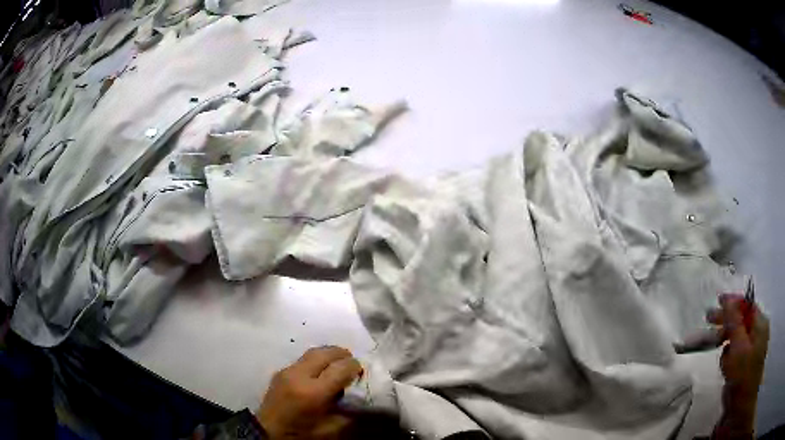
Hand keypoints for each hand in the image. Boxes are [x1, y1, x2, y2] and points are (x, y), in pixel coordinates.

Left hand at [256, 346, 362, 439]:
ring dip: (328, 354)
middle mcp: (299, 376)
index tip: (360, 371)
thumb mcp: (331, 429)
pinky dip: (315, 360)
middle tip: (351, 361)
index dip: (354, 366)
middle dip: (342, 354)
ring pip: (312, 352)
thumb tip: (358, 395)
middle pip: (325, 353)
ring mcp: (287, 371)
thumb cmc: (302, 434)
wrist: (268, 432)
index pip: (340, 368)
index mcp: (314, 392)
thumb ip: (347, 411)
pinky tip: (320, 371)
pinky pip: (302, 359)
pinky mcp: (280, 371)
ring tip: (337, 363)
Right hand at [706, 294, 769, 435]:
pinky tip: (725, 367)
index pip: (746, 304)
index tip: (717, 301)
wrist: (743, 403)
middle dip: (726, 321)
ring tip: (718, 351)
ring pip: (737, 338)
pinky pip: (736, 352)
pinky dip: (729, 357)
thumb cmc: (744, 373)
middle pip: (741, 320)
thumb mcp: (738, 347)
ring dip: (727, 343)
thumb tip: (727, 300)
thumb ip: (733, 322)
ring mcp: (752, 347)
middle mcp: (757, 331)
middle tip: (708, 319)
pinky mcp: (745, 362)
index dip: (733, 302)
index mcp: (759, 322)